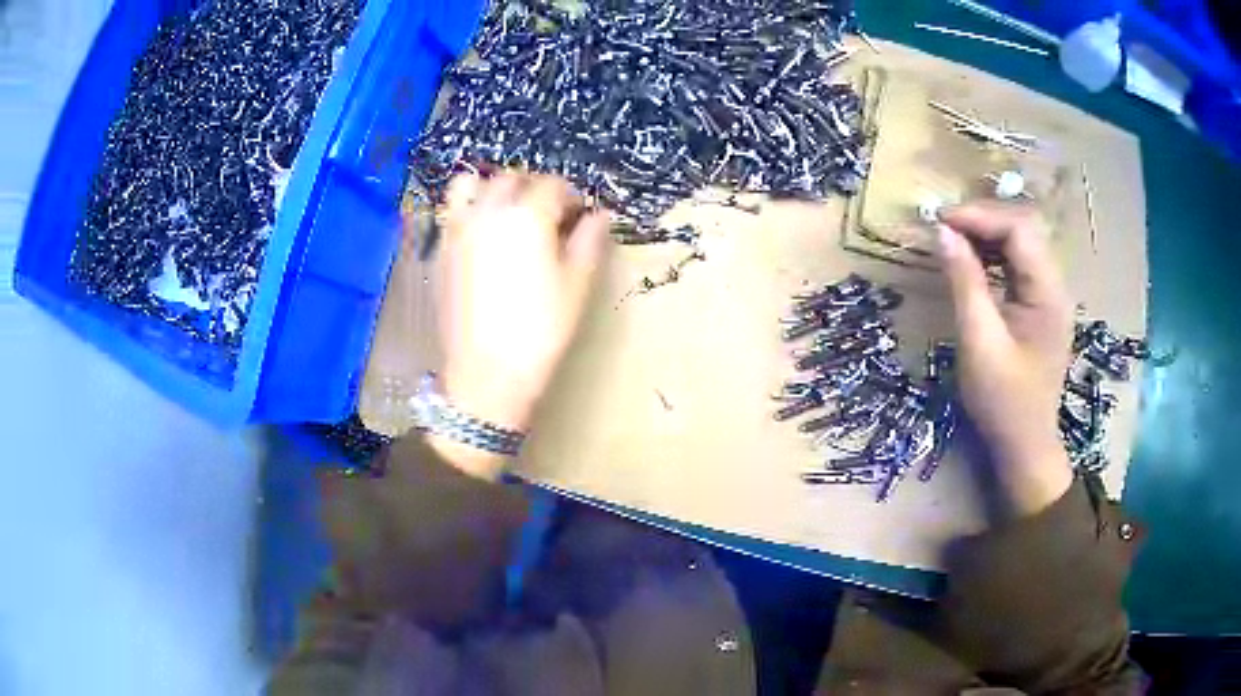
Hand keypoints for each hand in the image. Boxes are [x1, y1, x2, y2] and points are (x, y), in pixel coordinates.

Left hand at [431, 172, 609, 477]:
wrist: (486, 372)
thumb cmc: (540, 330)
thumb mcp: (577, 286)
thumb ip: (589, 242)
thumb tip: (600, 216)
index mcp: (528, 216)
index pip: (552, 185)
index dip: (570, 196)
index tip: (578, 215)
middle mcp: (489, 212)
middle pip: (512, 178)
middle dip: (533, 187)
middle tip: (548, 213)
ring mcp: (458, 230)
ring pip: (472, 185)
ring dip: (492, 188)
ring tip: (506, 211)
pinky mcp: (440, 250)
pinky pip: (451, 212)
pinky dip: (467, 209)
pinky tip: (481, 234)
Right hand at [936, 202, 1074, 516]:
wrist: (1025, 445)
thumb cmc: (1003, 402)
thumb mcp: (978, 342)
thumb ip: (964, 283)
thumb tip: (942, 232)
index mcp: (1048, 293)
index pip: (1018, 229)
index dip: (979, 216)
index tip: (939, 221)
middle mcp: (1055, 286)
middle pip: (1023, 228)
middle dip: (982, 220)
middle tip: (943, 228)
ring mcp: (1050, 295)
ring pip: (1021, 243)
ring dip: (986, 234)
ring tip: (953, 241)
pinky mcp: (1041, 306)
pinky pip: (1018, 264)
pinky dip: (993, 254)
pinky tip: (972, 262)